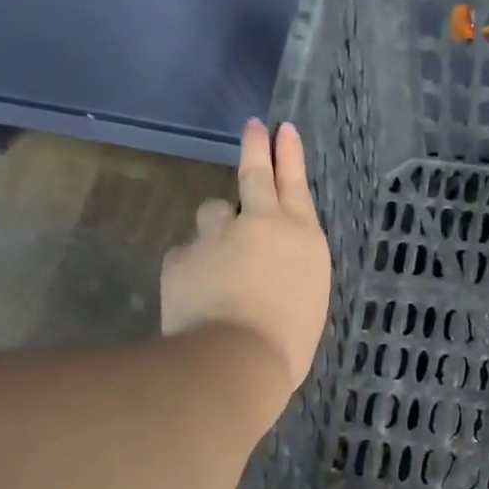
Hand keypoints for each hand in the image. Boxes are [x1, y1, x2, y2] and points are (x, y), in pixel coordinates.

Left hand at [160, 120, 331, 411]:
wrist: (237, 358)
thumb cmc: (289, 341)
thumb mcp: (307, 299)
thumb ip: (289, 269)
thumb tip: (271, 266)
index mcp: (301, 236)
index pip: (294, 183)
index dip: (287, 154)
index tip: (282, 130)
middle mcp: (260, 223)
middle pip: (253, 173)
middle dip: (254, 148)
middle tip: (253, 129)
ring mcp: (217, 235)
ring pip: (212, 213)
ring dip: (217, 226)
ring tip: (219, 258)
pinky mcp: (182, 255)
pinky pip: (187, 252)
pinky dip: (193, 265)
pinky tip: (197, 292)